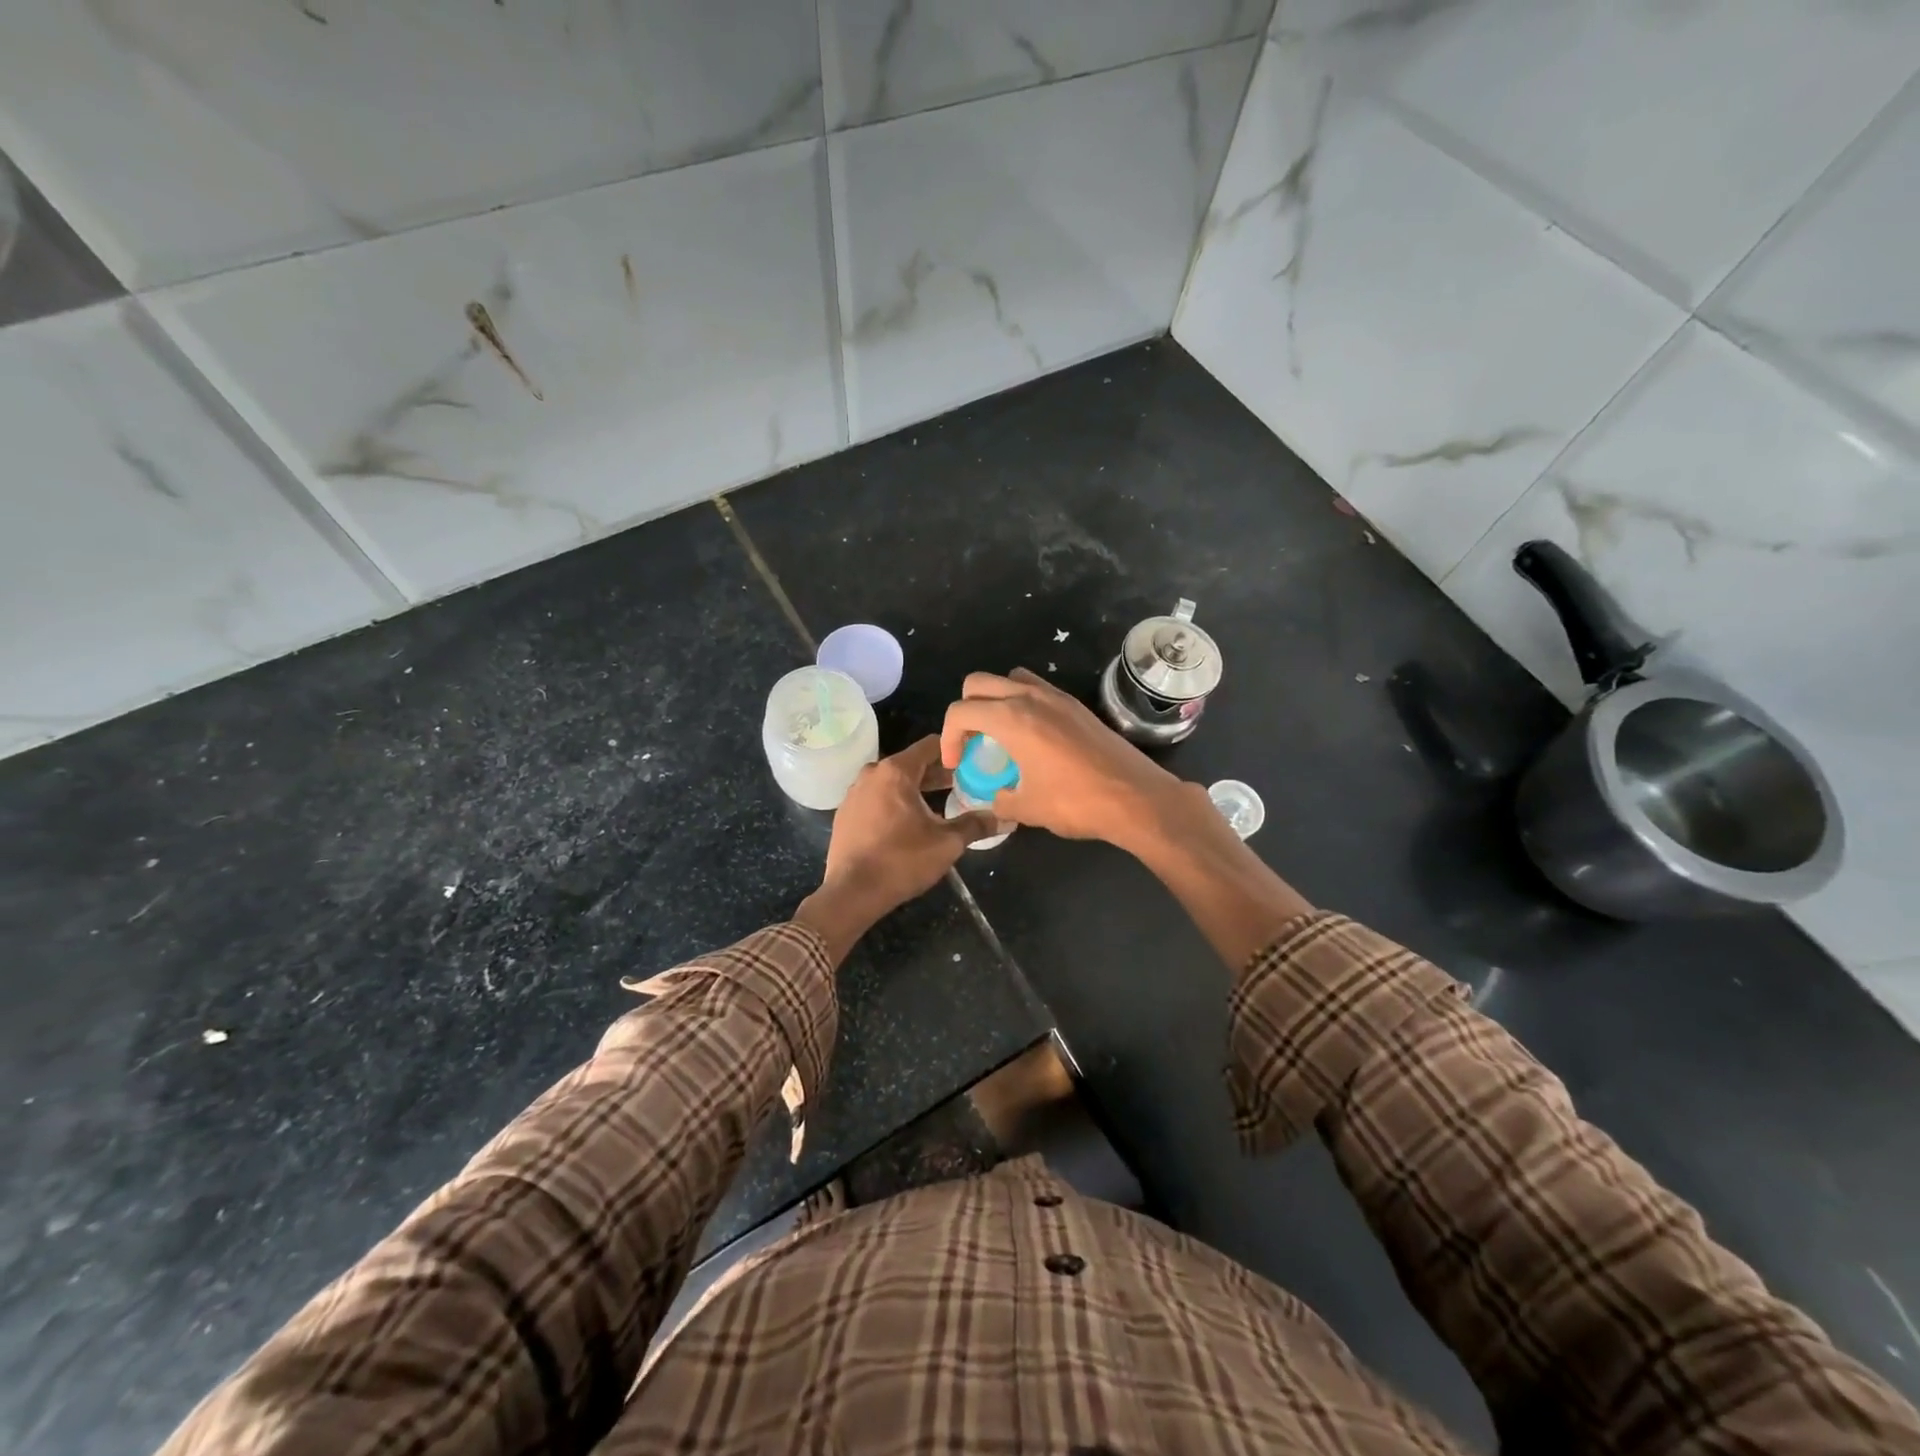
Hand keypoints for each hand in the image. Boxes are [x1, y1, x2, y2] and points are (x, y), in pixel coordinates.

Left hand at [796, 736, 996, 961]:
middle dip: (938, 773)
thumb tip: (1007, 819)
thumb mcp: (947, 843)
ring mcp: (854, 793)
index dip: (955, 751)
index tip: (974, 762)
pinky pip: (877, 797)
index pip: (931, 745)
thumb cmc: (901, 861)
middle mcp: (872, 773)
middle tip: (965, 785)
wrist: (851, 893)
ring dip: (917, 789)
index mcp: (895, 771)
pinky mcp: (846, 813)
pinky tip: (910, 823)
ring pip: (893, 781)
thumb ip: (976, 825)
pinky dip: (895, 802)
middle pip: (912, 763)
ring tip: (941, 804)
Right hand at [940, 668, 1183, 848]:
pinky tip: (1032, 738)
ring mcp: (1057, 697)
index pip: (960, 710)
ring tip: (1000, 734)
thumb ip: (1000, 800)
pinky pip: (1037, 690)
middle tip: (972, 742)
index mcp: (1011, 718)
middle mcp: (1031, 698)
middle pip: (979, 683)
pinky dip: (1023, 704)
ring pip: (1011, 679)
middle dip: (966, 709)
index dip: (948, 737)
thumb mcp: (1028, 809)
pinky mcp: (1076, 706)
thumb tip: (994, 799)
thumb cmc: (1076, 802)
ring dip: (995, 700)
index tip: (957, 763)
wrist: (1136, 797)